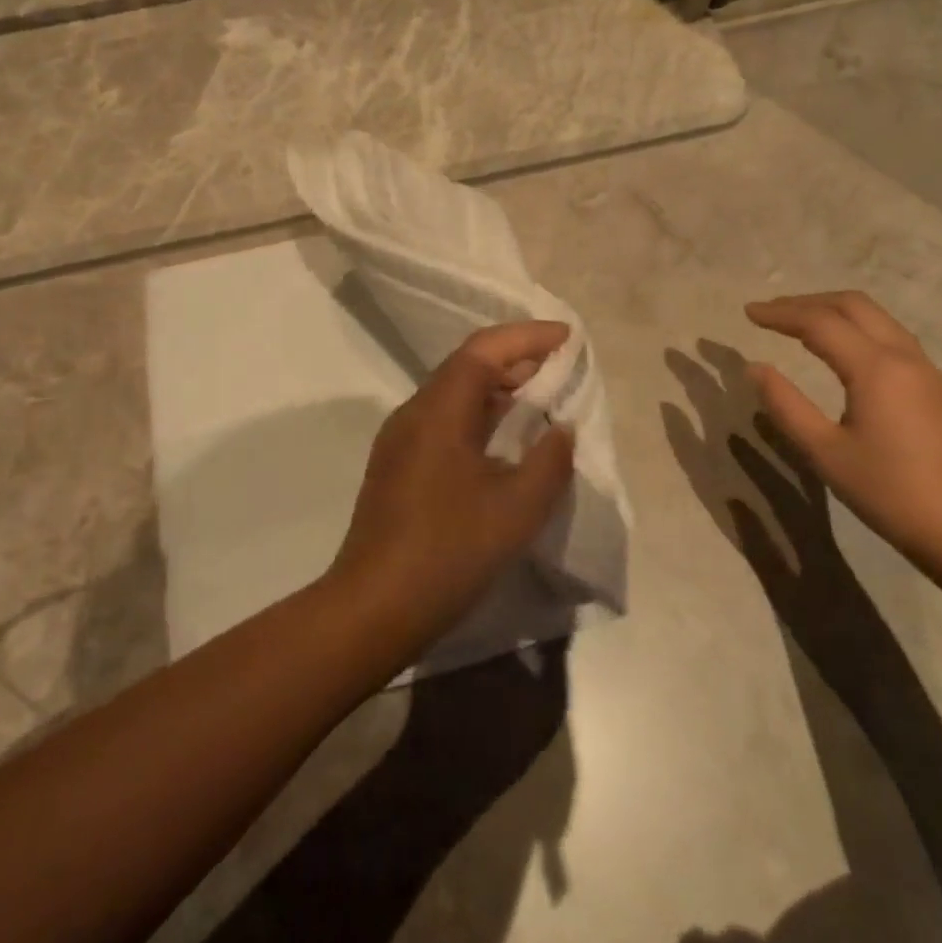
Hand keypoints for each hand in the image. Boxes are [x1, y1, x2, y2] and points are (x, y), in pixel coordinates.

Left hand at [328, 321, 576, 655]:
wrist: (374, 606)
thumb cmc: (449, 551)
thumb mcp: (517, 508)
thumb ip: (549, 461)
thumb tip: (560, 428)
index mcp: (438, 410)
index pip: (483, 350)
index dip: (527, 336)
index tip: (567, 337)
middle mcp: (414, 413)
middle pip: (466, 367)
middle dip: (515, 360)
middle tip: (559, 368)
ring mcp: (400, 440)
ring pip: (453, 395)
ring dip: (496, 390)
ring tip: (539, 400)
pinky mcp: (397, 466)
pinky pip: (443, 422)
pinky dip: (479, 417)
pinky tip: (502, 441)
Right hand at [745, 292, 941, 580]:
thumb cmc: (892, 493)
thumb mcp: (825, 453)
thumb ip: (786, 406)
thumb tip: (756, 368)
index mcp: (876, 368)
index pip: (820, 322)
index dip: (780, 313)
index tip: (748, 312)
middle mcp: (906, 358)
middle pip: (855, 306)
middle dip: (809, 302)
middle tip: (772, 312)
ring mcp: (930, 373)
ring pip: (879, 320)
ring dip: (836, 313)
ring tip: (801, 326)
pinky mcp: (940, 392)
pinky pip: (893, 340)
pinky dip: (858, 332)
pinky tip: (842, 356)